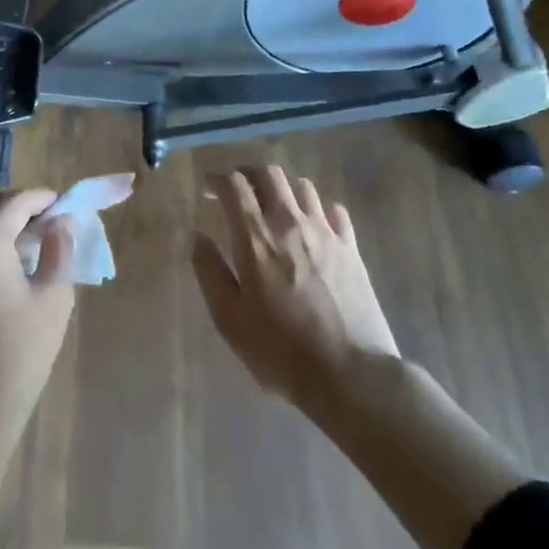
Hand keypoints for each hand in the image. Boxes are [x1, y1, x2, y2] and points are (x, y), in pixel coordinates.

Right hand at [191, 167, 401, 412]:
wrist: (352, 375)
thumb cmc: (281, 351)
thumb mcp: (230, 319)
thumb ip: (209, 272)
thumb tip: (196, 236)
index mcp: (256, 237)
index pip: (235, 185)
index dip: (217, 180)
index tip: (208, 191)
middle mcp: (290, 223)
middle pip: (269, 173)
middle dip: (248, 174)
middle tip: (238, 191)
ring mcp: (325, 232)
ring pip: (302, 186)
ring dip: (282, 189)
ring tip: (273, 207)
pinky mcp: (351, 248)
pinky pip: (334, 210)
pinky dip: (318, 209)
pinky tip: (312, 226)